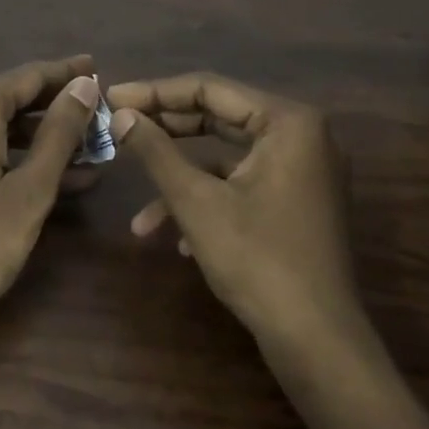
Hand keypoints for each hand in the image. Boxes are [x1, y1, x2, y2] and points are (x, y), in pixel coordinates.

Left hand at [0, 56, 102, 334]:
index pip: (27, 76)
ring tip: (87, 150)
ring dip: (37, 139)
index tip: (98, 67)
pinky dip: (9, 157)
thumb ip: (59, 133)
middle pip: (9, 99)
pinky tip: (48, 177)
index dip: (66, 73)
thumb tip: (83, 86)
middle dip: (55, 108)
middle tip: (98, 112)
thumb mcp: (29, 189)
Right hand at [107, 73, 371, 348]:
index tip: (111, 98)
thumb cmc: (257, 259)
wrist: (316, 339)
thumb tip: (120, 115)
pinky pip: (243, 186)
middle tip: (118, 130)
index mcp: (288, 122)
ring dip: (181, 182)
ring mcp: (302, 172)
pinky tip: (180, 242)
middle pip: (219, 118)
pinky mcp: (297, 203)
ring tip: (141, 219)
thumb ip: (155, 151)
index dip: (155, 92)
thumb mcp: (196, 201)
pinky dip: (209, 203)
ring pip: (226, 160)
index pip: (210, 88)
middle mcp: (302, 137)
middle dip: (165, 132)